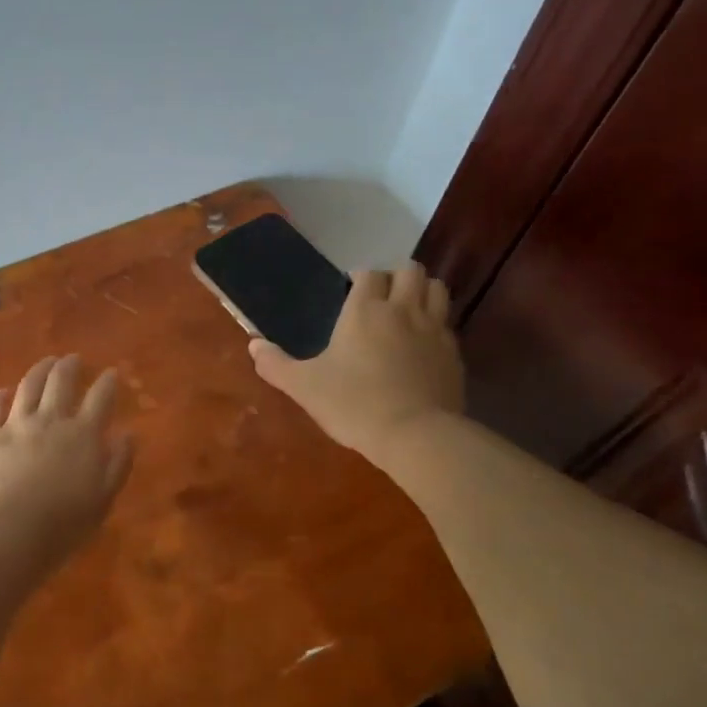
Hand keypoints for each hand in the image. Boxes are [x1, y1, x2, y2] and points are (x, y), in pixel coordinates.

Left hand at [0, 354, 134, 551]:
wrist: (6, 534)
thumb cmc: (62, 525)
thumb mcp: (103, 499)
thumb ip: (118, 463)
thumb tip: (128, 434)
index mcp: (82, 435)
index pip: (100, 397)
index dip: (108, 382)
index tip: (112, 373)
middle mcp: (49, 420)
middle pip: (60, 381)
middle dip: (70, 366)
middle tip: (73, 359)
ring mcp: (14, 426)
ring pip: (27, 386)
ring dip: (39, 370)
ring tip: (45, 363)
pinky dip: (0, 396)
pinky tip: (4, 392)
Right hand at [249, 261, 462, 459]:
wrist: (416, 435)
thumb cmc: (354, 404)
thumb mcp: (304, 387)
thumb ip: (276, 365)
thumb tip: (253, 345)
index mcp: (365, 310)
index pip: (368, 274)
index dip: (360, 277)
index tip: (351, 290)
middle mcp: (402, 310)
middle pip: (409, 270)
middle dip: (396, 275)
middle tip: (381, 296)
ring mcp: (434, 329)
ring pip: (436, 288)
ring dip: (422, 290)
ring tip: (408, 308)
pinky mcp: (454, 353)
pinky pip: (448, 323)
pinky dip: (437, 322)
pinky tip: (424, 342)